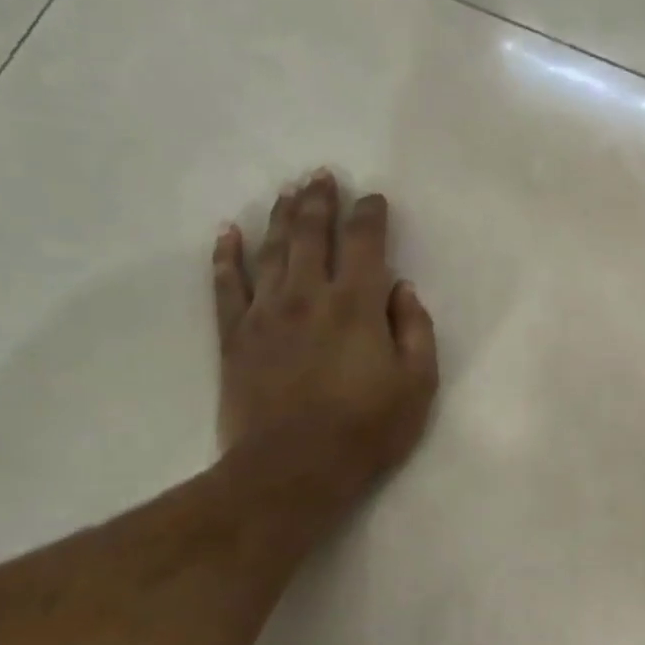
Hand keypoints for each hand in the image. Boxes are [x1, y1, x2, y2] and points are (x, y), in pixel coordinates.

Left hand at [212, 170, 438, 515]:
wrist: (292, 469)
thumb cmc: (367, 430)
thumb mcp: (418, 385)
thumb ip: (415, 330)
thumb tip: (402, 290)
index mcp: (357, 305)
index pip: (364, 244)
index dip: (370, 215)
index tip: (373, 197)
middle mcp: (308, 295)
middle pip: (312, 234)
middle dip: (320, 201)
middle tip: (322, 175)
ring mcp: (265, 313)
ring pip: (271, 250)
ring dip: (280, 216)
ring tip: (288, 191)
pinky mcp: (235, 337)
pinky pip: (227, 286)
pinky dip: (227, 256)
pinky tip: (227, 232)